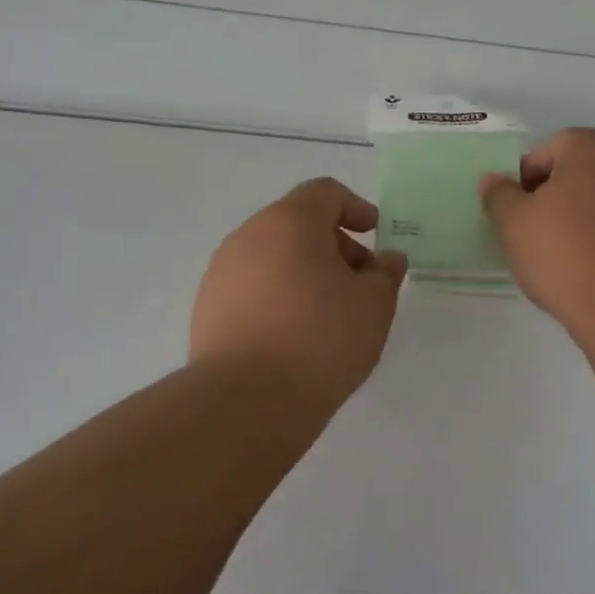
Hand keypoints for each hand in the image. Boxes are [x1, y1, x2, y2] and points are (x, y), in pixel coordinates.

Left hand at [190, 178, 408, 406]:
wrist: (245, 401)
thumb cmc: (319, 339)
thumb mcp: (373, 305)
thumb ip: (385, 273)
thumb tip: (387, 259)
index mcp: (289, 221)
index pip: (324, 192)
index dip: (355, 207)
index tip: (374, 235)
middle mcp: (249, 235)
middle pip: (297, 223)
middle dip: (333, 244)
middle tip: (358, 282)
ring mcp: (222, 271)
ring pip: (272, 255)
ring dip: (303, 271)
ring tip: (327, 313)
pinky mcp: (207, 307)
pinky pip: (251, 286)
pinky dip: (277, 295)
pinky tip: (292, 334)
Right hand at [479, 128, 594, 335]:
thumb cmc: (564, 252)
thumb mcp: (513, 222)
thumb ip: (499, 195)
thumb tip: (492, 179)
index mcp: (589, 148)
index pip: (545, 152)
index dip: (524, 181)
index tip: (515, 214)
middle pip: (574, 175)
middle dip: (551, 200)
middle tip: (532, 234)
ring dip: (577, 221)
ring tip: (559, 258)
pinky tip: (588, 270)